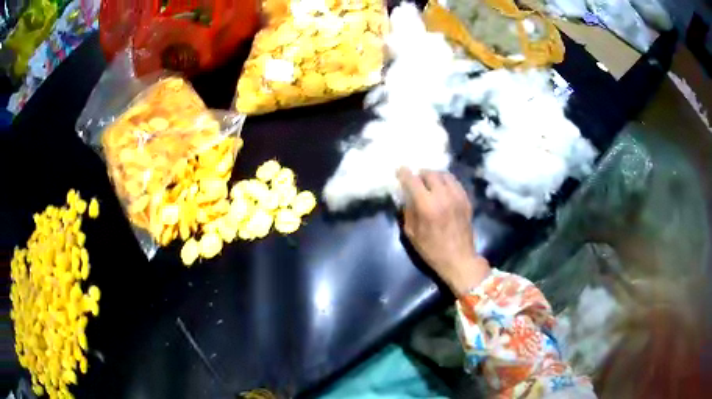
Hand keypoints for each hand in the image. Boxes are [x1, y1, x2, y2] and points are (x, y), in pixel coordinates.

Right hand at [397, 168, 490, 295]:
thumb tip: (406, 196)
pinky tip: (442, 188)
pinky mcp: (466, 200)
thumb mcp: (412, 234)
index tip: (400, 170)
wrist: (459, 259)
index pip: (413, 181)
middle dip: (420, 174)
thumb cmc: (432, 250)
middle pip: (430, 173)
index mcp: (427, 206)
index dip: (404, 173)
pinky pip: (455, 182)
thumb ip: (407, 211)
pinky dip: (446, 181)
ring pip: (444, 175)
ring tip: (429, 182)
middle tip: (416, 179)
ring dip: (434, 175)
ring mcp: (457, 196)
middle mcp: (443, 196)